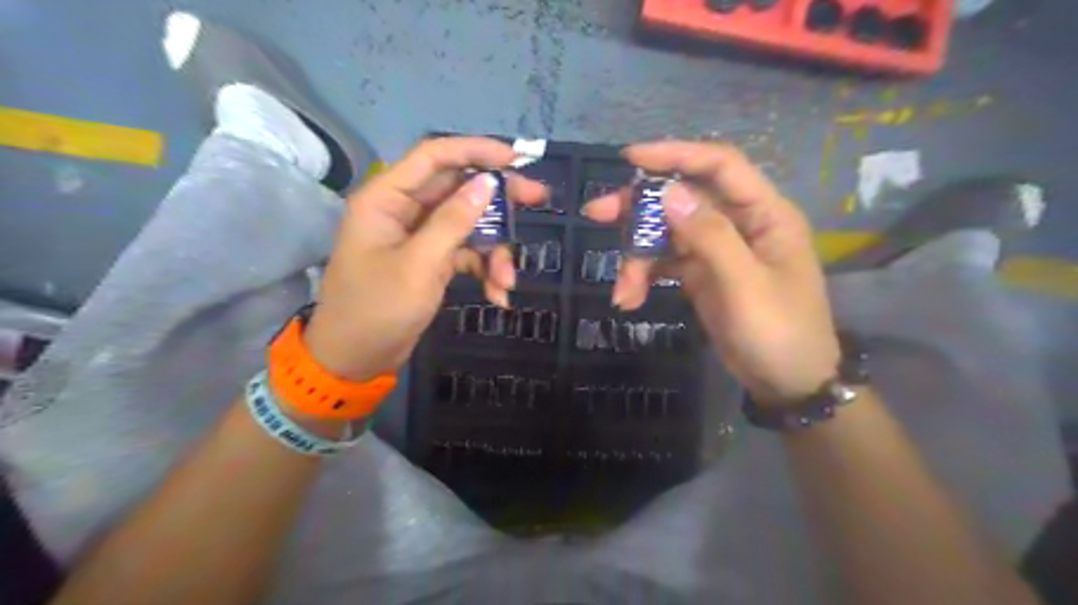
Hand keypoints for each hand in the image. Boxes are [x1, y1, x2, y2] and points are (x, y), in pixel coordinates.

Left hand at [302, 139, 547, 380]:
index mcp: (386, 198)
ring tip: (507, 281)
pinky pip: (466, 252)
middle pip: (458, 188)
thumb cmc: (377, 310)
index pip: (434, 156)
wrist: (356, 359)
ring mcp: (419, 236)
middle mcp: (403, 210)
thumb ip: (453, 221)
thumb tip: (487, 182)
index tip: (516, 159)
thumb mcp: (419, 265)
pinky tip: (497, 295)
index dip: (475, 150)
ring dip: (494, 250)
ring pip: (469, 224)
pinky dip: (484, 269)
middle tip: (537, 198)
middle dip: (498, 200)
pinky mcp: (431, 259)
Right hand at [586, 141, 836, 406]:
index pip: (720, 166)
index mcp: (764, 214)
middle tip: (596, 213)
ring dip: (638, 256)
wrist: (787, 383)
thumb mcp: (745, 285)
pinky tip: (630, 298)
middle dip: (639, 208)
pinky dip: (645, 276)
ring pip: (667, 233)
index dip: (676, 154)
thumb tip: (669, 193)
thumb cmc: (779, 332)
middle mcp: (739, 223)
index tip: (630, 158)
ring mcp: (717, 249)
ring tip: (622, 290)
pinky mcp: (701, 274)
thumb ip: (710, 236)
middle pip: (683, 198)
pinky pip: (666, 262)